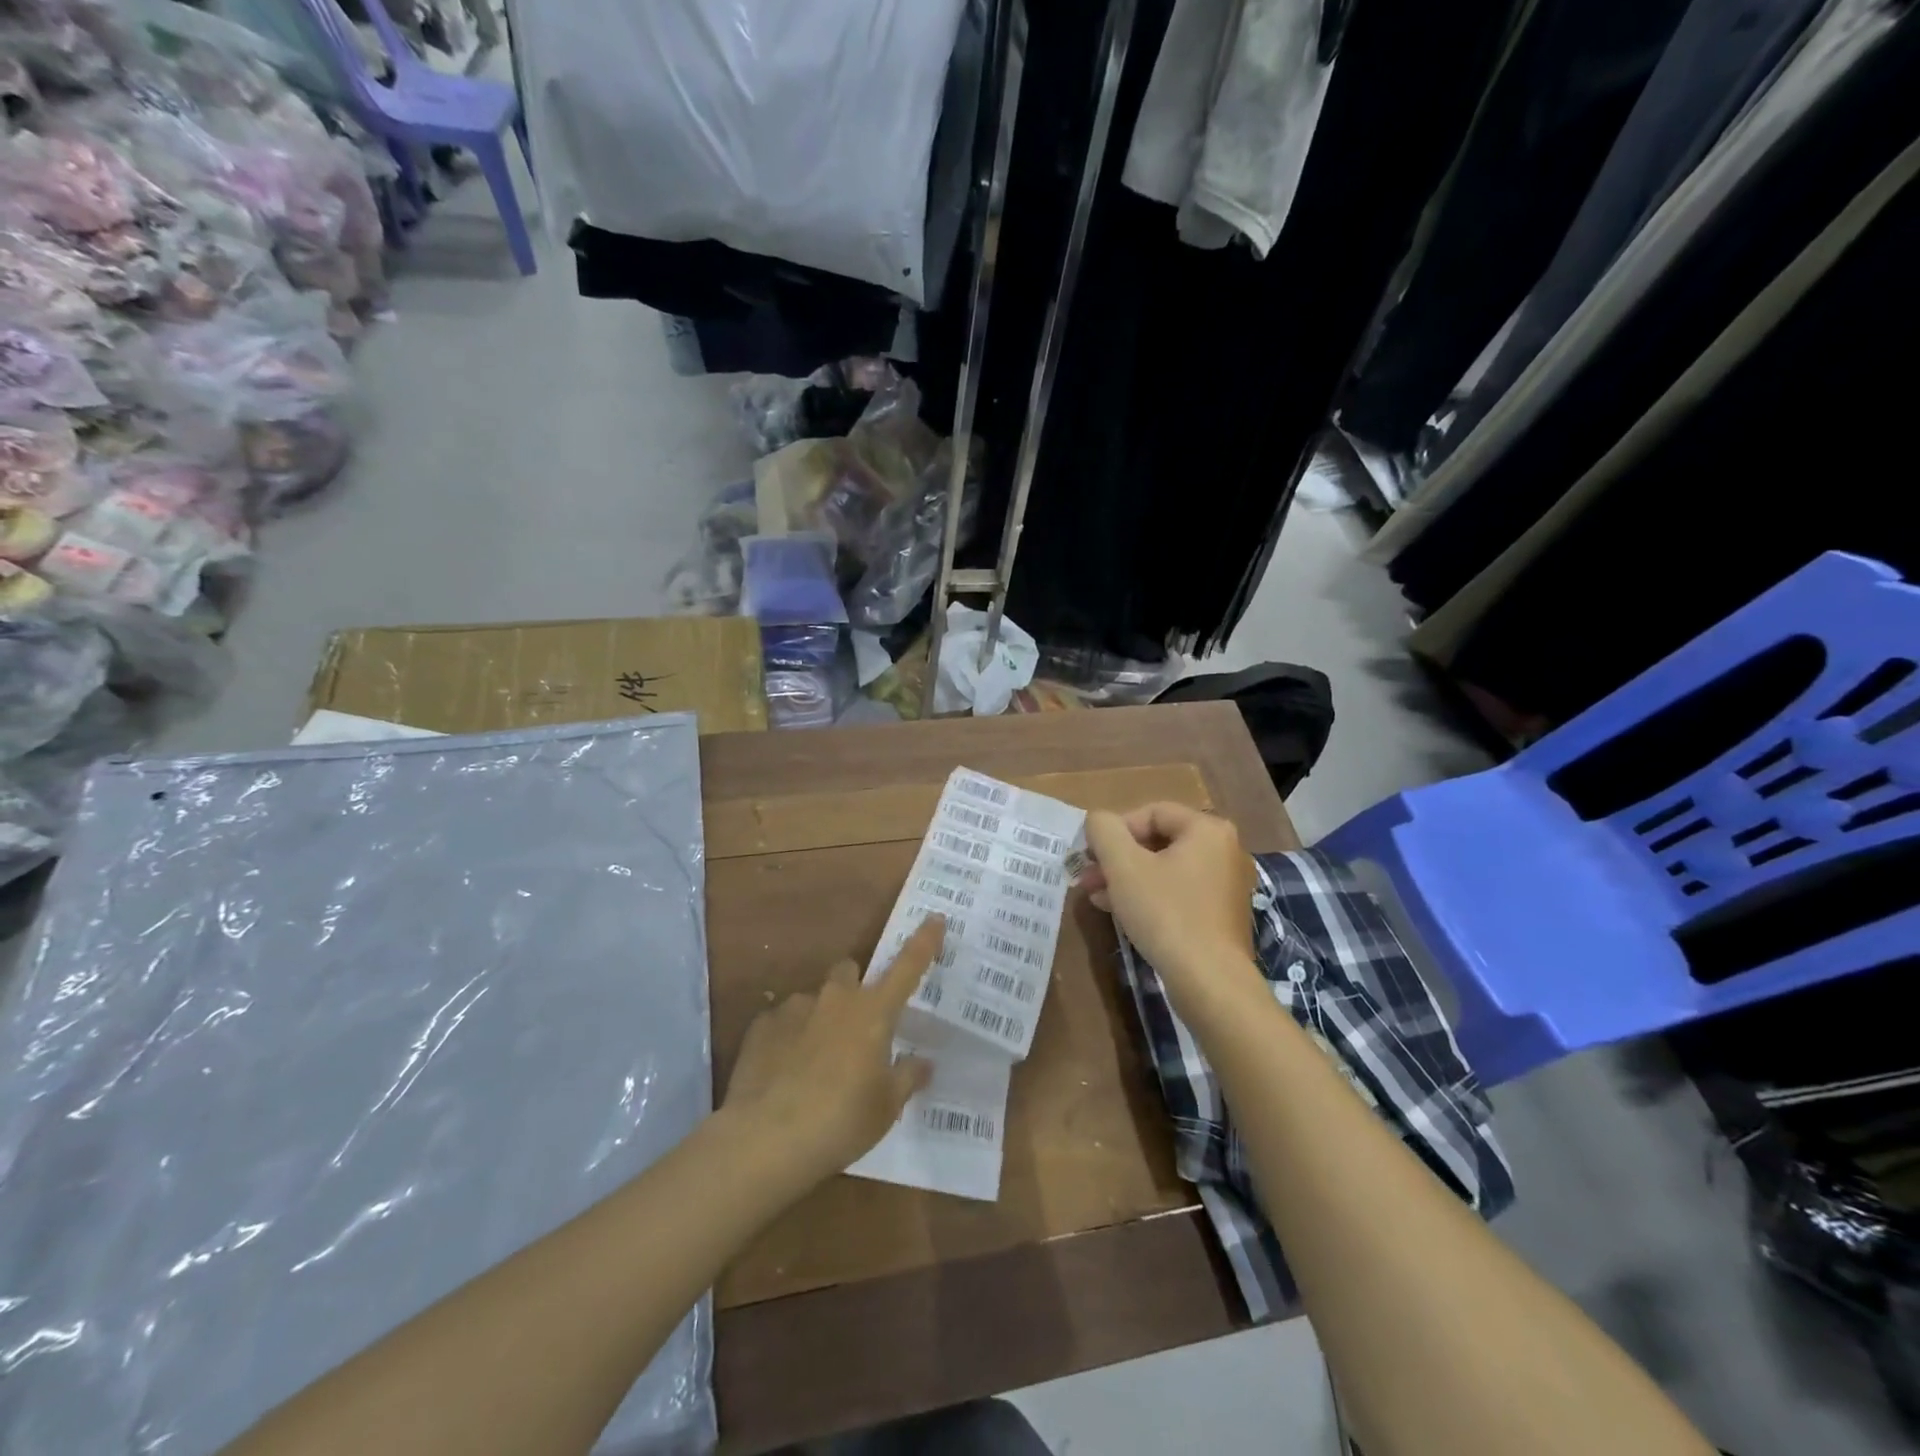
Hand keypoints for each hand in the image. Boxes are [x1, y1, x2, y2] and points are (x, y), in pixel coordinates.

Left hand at [722, 916, 941, 1186]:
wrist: (766, 1139)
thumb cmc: (841, 1121)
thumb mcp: (886, 1106)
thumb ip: (907, 1077)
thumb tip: (922, 1061)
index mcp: (874, 1011)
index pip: (908, 966)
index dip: (925, 941)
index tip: (935, 918)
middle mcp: (836, 998)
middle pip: (850, 971)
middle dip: (855, 987)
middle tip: (858, 1024)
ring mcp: (795, 1007)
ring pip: (815, 998)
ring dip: (821, 1017)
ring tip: (816, 1061)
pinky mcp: (762, 1025)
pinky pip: (783, 1021)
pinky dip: (789, 1038)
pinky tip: (785, 1072)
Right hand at [1084, 803, 1258, 1007]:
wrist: (1209, 981)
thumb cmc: (1165, 913)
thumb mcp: (1123, 866)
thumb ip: (1104, 831)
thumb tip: (1098, 820)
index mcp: (1207, 829)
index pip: (1151, 812)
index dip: (1115, 830)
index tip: (1091, 855)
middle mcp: (1223, 850)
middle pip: (1158, 841)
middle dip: (1117, 857)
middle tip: (1087, 876)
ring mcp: (1225, 884)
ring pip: (1164, 869)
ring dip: (1126, 878)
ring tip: (1096, 896)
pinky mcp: (1219, 914)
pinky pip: (1177, 892)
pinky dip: (1147, 895)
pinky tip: (1119, 911)